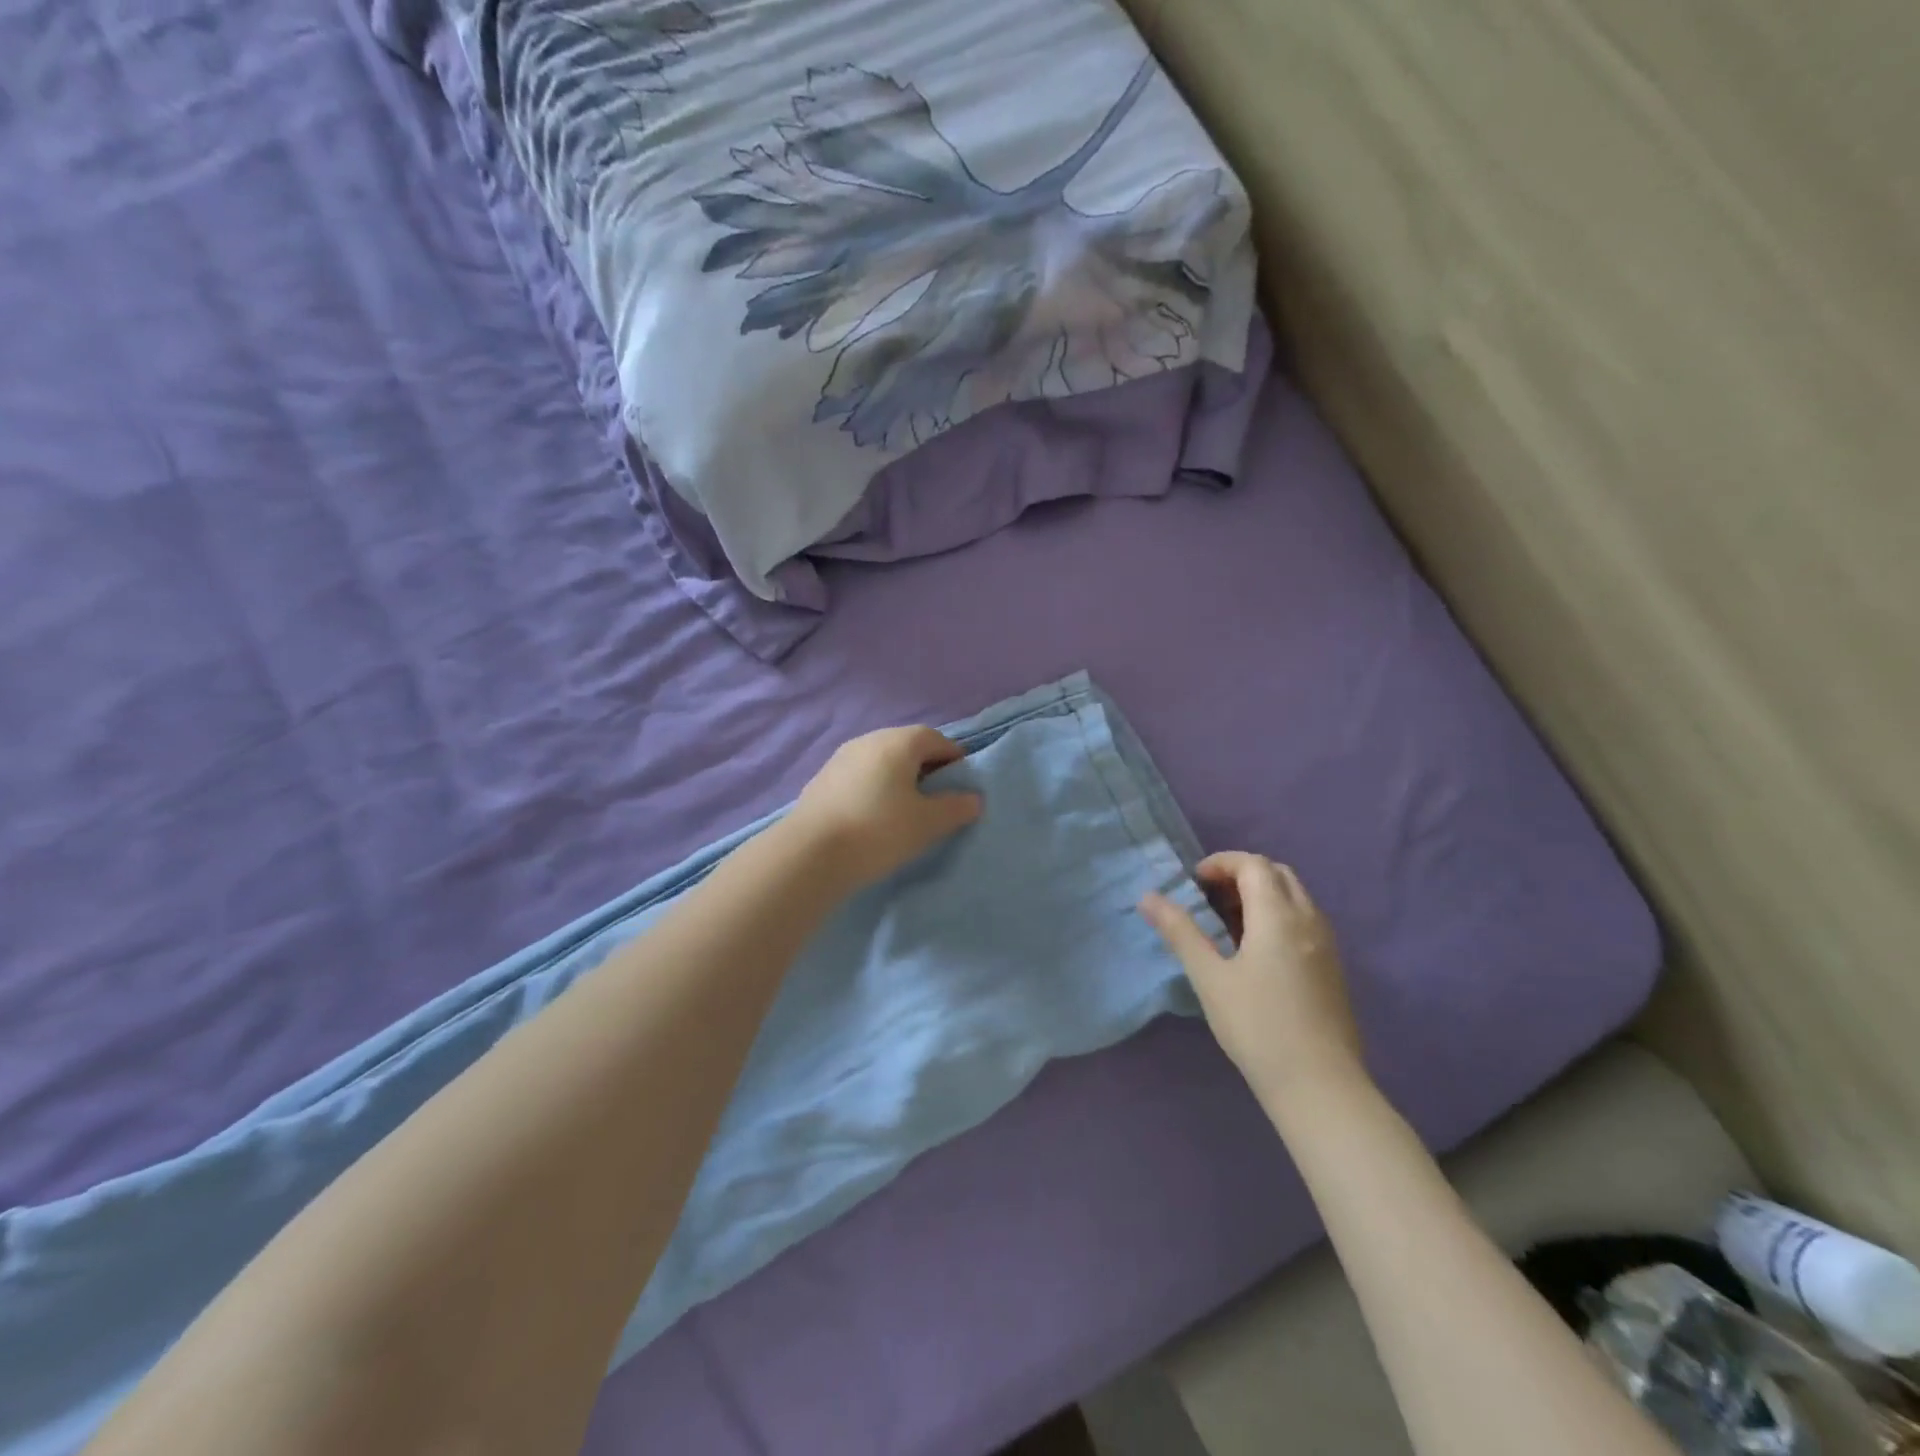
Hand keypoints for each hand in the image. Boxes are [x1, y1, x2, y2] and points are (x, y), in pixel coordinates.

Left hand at [788, 726, 983, 890]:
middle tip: (937, 798)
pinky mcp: (821, 780)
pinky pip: (859, 777)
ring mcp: (840, 758)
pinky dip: (874, 789)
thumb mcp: (928, 823)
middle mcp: (868, 740)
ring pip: (880, 761)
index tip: (962, 784)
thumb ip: (955, 808)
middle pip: (906, 746)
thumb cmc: (878, 830)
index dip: (954, 758)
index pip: (936, 739)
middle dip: (925, 767)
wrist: (809, 854)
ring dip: (897, 778)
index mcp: (898, 743)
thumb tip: (973, 799)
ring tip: (905, 810)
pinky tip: (873, 817)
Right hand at [1139, 853, 1366, 1107]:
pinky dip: (1277, 915)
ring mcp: (1326, 944)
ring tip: (1226, 923)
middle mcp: (1309, 920)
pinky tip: (1255, 950)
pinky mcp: (1332, 967)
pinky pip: (1304, 920)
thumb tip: (1148, 897)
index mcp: (1279, 916)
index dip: (1221, 863)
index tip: (1193, 883)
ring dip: (1260, 894)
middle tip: (1208, 898)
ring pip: (1294, 897)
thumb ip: (1180, 932)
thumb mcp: (1209, 978)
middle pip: (1277, 873)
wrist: (1320, 1086)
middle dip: (1241, 874)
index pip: (1253, 864)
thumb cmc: (1258, 1027)